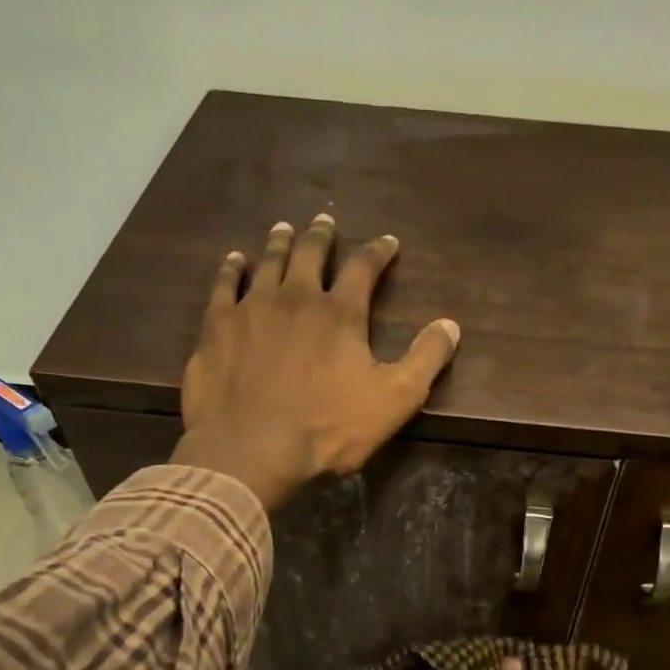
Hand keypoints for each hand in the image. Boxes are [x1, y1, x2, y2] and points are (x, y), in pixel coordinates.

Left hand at [173, 213, 460, 509]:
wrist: (252, 449)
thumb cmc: (328, 428)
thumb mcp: (394, 400)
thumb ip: (425, 359)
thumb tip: (451, 324)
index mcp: (340, 313)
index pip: (363, 268)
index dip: (378, 252)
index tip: (387, 242)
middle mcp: (295, 297)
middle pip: (310, 253)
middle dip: (321, 236)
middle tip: (325, 221)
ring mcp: (252, 308)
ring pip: (268, 262)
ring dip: (280, 243)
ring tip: (285, 229)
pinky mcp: (218, 327)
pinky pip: (224, 286)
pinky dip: (232, 269)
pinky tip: (235, 261)